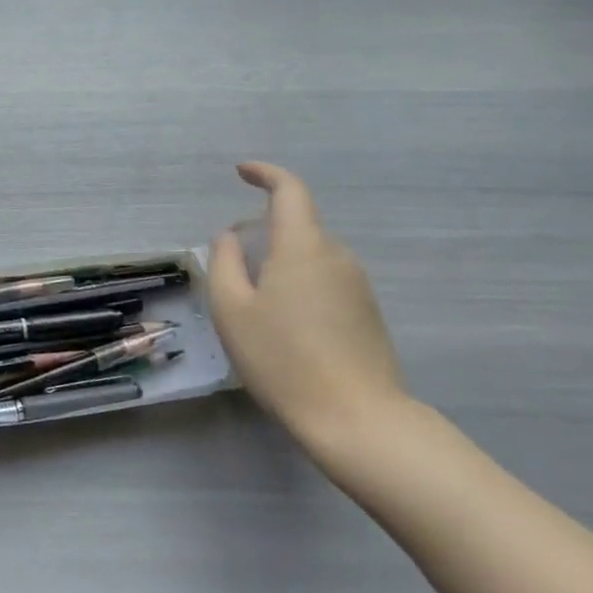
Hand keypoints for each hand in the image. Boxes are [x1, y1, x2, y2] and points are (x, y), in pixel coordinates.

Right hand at [208, 163, 416, 465]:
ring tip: (255, 304)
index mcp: (302, 247)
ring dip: (281, 264)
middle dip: (263, 232)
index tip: (242, 172)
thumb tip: (230, 237)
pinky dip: (299, 286)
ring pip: (310, 257)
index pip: (290, 190)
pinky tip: (285, 326)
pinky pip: (325, 281)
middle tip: (232, 264)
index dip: (266, 174)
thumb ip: (224, 262)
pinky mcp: (367, 314)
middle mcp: (336, 257)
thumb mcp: (232, 309)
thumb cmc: (282, 359)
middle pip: (297, 227)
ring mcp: (358, 286)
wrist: (357, 420)